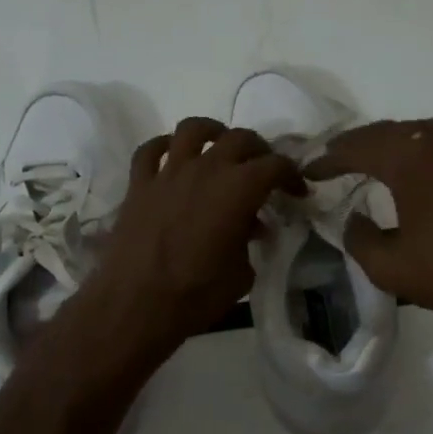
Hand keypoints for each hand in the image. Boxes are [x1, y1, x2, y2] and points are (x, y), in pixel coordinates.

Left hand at [70, 117, 302, 367]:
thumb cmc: (197, 294)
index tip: (296, 191)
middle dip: (258, 150)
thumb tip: (250, 228)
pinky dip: (163, 146)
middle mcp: (206, 169)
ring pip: (192, 129)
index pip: (275, 165)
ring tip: (219, 145)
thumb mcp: (241, 274)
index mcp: (238, 189)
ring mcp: (169, 172)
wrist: (136, 304)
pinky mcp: (139, 184)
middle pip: (239, 139)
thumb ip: (249, 242)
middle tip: (263, 169)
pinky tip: (171, 157)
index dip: (292, 175)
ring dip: (212, 132)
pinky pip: (150, 150)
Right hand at [308, 118, 432, 335]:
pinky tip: (408, 169)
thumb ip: (360, 239)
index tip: (307, 171)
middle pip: (385, 132)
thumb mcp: (390, 267)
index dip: (328, 160)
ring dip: (385, 141)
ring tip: (366, 157)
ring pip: (414, 132)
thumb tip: (354, 220)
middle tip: (330, 159)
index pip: (357, 149)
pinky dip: (411, 148)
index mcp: (409, 159)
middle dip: (353, 144)